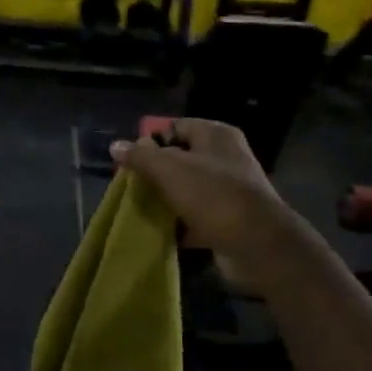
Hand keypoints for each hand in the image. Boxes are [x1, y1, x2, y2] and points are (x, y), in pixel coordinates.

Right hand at [110, 118, 290, 260]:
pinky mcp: (228, 218)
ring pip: (186, 188)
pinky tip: (160, 230)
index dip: (151, 142)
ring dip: (165, 199)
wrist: (256, 243)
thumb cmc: (212, 195)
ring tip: (141, 209)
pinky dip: (178, 223)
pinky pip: (195, 215)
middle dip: (155, 173)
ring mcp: (229, 189)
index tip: (131, 161)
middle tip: (133, 186)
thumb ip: (140, 156)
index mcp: (216, 136)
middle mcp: (226, 158)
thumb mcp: (168, 169)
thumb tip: (116, 146)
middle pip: (180, 159)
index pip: (175, 127)